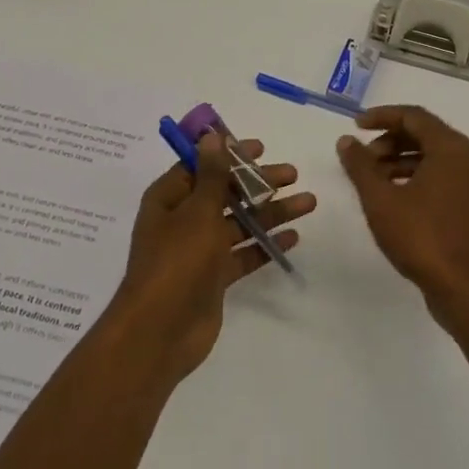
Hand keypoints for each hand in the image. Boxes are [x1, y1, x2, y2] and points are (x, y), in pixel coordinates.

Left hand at [111, 133, 314, 380]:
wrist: (160, 332)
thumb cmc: (176, 262)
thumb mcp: (197, 212)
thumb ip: (212, 175)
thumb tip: (212, 135)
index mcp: (169, 198)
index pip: (201, 165)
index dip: (229, 154)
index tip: (261, 148)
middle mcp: (182, 220)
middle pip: (225, 193)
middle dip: (258, 183)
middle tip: (293, 174)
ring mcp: (198, 251)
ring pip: (239, 223)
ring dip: (271, 212)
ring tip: (309, 203)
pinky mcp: (214, 278)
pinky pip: (243, 254)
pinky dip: (265, 245)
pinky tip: (293, 237)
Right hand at [337, 105, 468, 323]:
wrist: (466, 291)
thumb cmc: (421, 238)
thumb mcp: (380, 199)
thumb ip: (360, 166)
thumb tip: (347, 141)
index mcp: (452, 149)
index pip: (414, 116)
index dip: (382, 116)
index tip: (355, 126)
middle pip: (427, 134)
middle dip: (390, 141)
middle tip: (363, 158)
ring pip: (436, 157)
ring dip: (402, 160)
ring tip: (374, 179)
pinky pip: (446, 177)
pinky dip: (419, 177)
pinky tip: (396, 197)